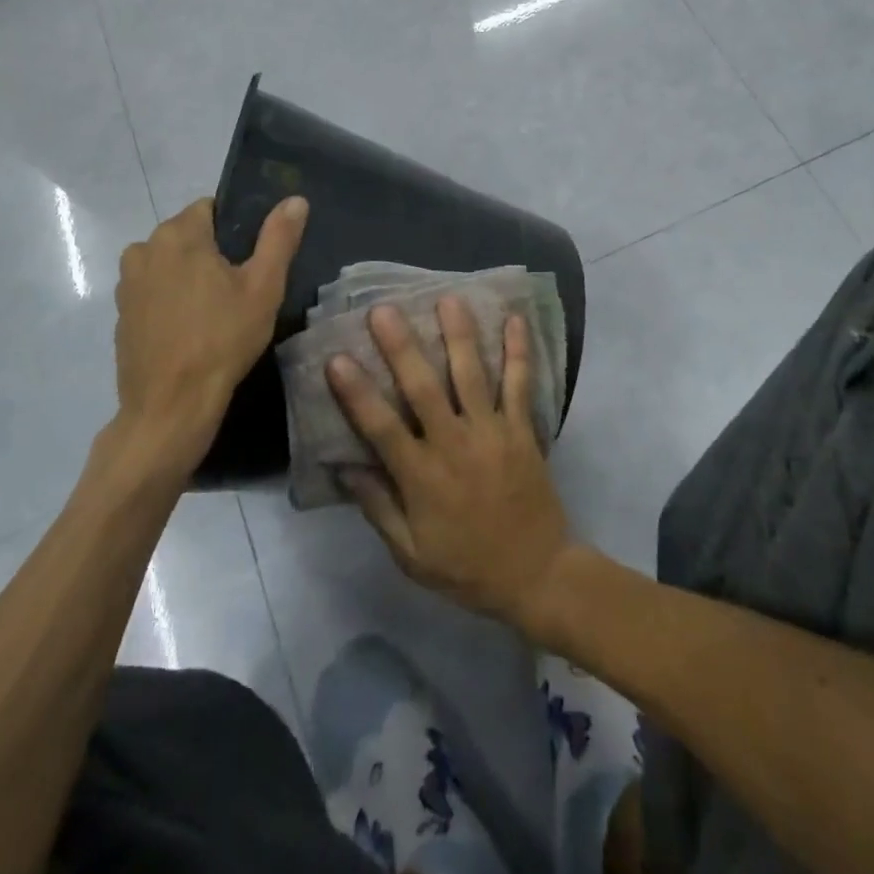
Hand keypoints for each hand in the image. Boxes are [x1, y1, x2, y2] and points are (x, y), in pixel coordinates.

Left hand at [112, 196, 306, 479]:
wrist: (171, 405)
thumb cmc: (222, 339)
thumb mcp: (264, 287)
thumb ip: (279, 238)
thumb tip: (295, 199)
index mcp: (178, 234)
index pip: (210, 209)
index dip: (235, 229)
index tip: (252, 259)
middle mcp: (143, 249)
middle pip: (187, 235)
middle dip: (212, 252)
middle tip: (241, 287)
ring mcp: (127, 283)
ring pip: (169, 263)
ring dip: (190, 275)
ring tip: (217, 309)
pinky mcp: (121, 313)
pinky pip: (154, 290)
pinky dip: (172, 299)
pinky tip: (192, 327)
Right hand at [326, 298, 576, 629]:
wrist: (536, 575)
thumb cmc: (466, 567)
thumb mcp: (410, 554)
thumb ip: (378, 507)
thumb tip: (344, 466)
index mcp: (422, 477)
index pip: (381, 427)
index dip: (356, 392)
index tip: (337, 358)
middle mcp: (455, 444)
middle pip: (423, 388)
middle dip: (402, 347)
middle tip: (384, 309)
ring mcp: (493, 433)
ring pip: (472, 375)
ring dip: (459, 335)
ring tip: (448, 298)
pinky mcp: (523, 430)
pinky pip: (520, 385)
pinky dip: (518, 351)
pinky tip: (515, 319)